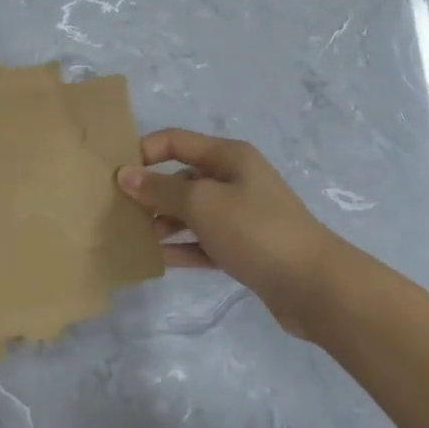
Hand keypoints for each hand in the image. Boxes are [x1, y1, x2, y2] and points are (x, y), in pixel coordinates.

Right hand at [119, 130, 339, 335]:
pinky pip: (203, 242)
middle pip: (182, 177)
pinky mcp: (243, 248)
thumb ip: (161, 190)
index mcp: (229, 157)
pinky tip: (155, 259)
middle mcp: (235, 180)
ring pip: (191, 212)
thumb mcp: (203, 204)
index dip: (144, 152)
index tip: (115, 175)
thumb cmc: (256, 231)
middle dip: (150, 192)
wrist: (313, 285)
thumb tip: (125, 174)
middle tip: (116, 212)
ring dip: (163, 222)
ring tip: (132, 237)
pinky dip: (182, 247)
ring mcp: (240, 215)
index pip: (176, 141)